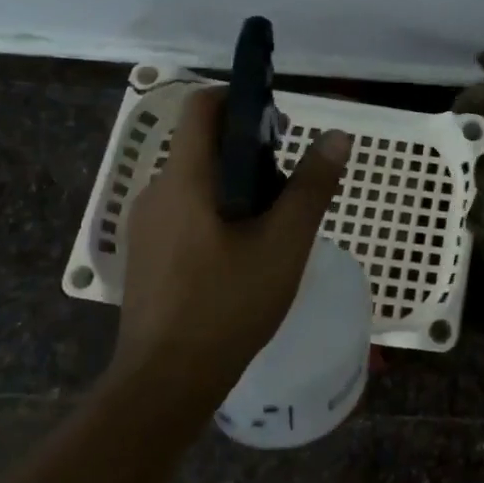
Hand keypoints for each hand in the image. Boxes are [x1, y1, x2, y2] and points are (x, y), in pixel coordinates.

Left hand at [116, 87, 351, 378]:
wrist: (166, 383)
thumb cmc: (228, 304)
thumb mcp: (284, 243)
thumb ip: (312, 186)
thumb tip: (337, 136)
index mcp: (185, 179)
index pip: (202, 107)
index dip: (240, 99)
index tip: (279, 122)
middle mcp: (157, 192)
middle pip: (203, 145)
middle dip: (250, 149)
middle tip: (291, 181)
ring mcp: (147, 226)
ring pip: (197, 181)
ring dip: (237, 184)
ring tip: (276, 221)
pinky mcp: (148, 255)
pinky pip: (187, 211)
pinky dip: (219, 211)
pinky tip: (245, 252)